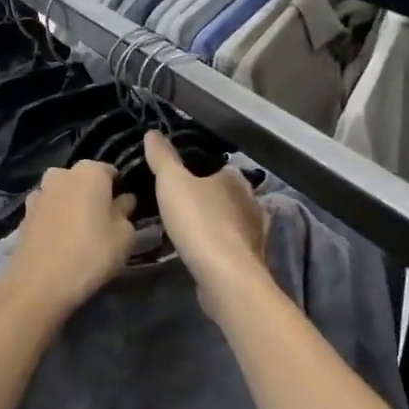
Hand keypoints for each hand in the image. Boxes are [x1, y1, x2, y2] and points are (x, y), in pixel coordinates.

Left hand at [0, 162, 137, 323]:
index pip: (110, 171)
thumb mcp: (124, 236)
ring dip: (72, 206)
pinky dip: (55, 220)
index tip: (124, 210)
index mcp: (89, 171)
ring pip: (63, 194)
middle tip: (104, 222)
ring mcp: (38, 193)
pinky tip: (60, 242)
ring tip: (80, 234)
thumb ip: (126, 212)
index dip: (119, 189)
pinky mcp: (23, 214)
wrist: (39, 283)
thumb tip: (124, 200)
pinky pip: (47, 211)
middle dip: (93, 195)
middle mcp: (60, 174)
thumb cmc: (91, 253)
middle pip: (83, 180)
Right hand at [144, 131, 267, 305]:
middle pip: (227, 194)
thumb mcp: (171, 182)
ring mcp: (256, 233)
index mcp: (236, 179)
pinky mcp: (252, 259)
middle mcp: (252, 201)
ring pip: (232, 220)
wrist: (225, 275)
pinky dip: (220, 245)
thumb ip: (162, 157)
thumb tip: (152, 132)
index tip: (180, 179)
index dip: (200, 171)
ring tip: (189, 229)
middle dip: (208, 198)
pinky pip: (233, 245)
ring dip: (216, 223)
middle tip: (181, 204)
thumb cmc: (199, 221)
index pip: (219, 167)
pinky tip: (203, 251)